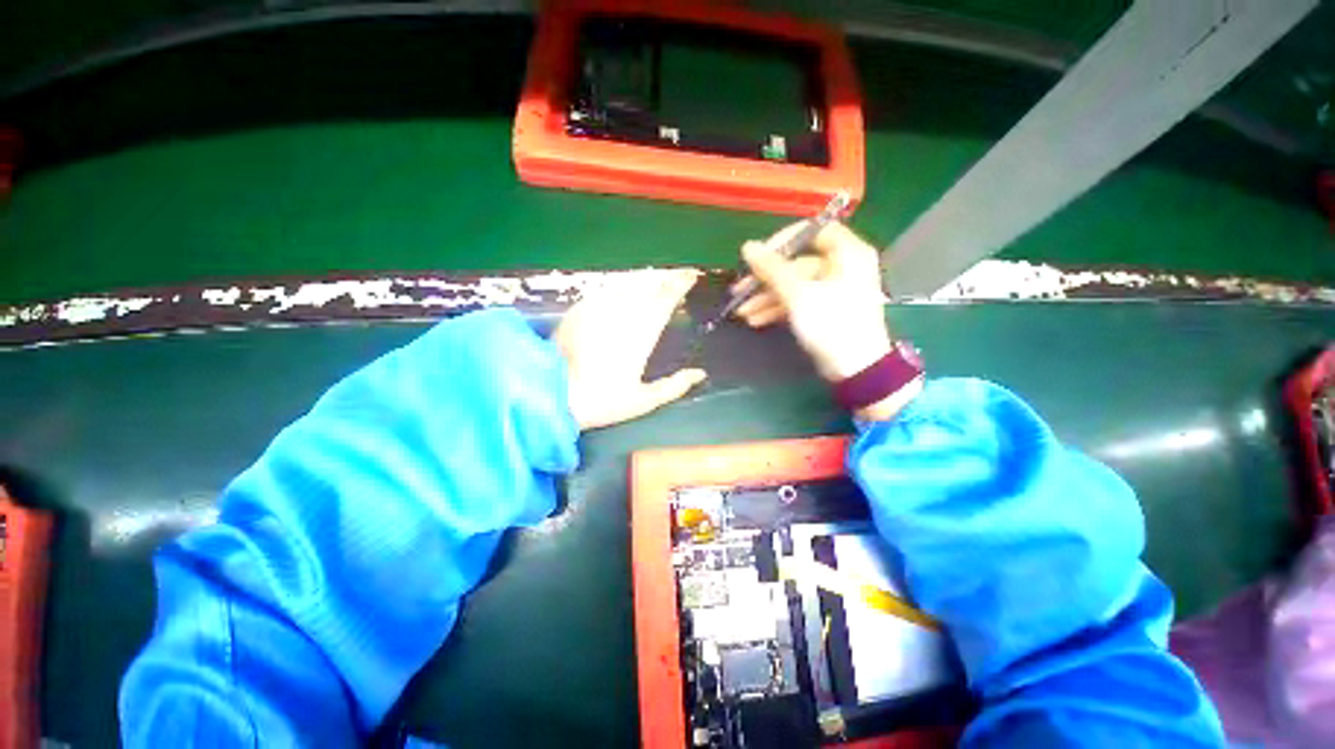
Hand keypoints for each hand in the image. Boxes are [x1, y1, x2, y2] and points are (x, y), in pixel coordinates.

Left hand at [555, 270, 707, 430]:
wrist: (551, 394)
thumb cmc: (602, 401)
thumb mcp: (643, 401)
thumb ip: (674, 386)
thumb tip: (700, 374)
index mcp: (643, 334)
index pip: (666, 300)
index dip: (680, 286)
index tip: (692, 277)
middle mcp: (623, 314)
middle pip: (649, 286)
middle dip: (667, 277)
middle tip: (680, 274)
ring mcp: (599, 308)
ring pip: (629, 283)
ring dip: (647, 278)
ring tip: (658, 277)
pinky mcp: (580, 309)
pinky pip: (608, 289)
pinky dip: (623, 285)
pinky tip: (627, 287)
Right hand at [736, 221, 891, 381]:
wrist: (855, 369)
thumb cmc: (831, 324)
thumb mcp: (798, 294)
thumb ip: (772, 269)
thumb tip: (748, 246)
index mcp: (847, 253)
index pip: (814, 231)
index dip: (784, 240)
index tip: (759, 255)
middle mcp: (841, 267)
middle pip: (797, 262)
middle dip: (766, 278)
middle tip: (740, 290)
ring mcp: (832, 290)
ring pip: (793, 285)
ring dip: (766, 297)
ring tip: (742, 312)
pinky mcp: (824, 310)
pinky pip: (797, 301)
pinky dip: (777, 309)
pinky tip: (755, 320)